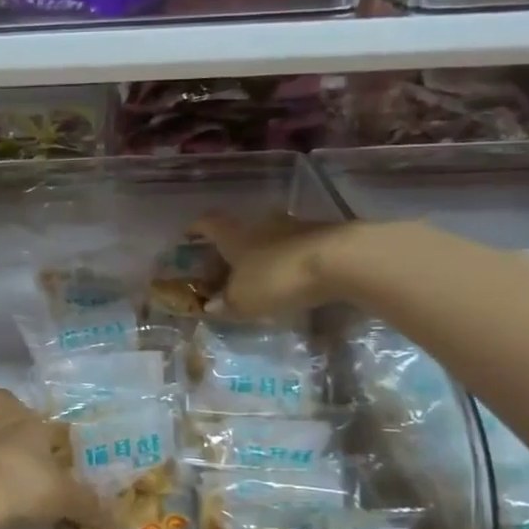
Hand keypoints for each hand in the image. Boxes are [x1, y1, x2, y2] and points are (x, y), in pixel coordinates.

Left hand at [0, 389, 108, 528]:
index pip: (43, 415)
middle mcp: (0, 426)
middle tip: (16, 439)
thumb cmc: (25, 486)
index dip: (51, 428)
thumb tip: (116, 517)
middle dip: (3, 412)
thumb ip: (89, 505)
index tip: (58, 444)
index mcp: (30, 426)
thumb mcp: (66, 499)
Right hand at [192, 211, 344, 319]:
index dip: (196, 229)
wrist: (340, 260)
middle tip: (227, 264)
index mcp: (235, 235)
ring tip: (262, 274)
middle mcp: (261, 224)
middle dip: (233, 245)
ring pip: (271, 237)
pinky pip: (297, 247)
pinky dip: (290, 260)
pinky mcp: (323, 236)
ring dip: (264, 252)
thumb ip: (226, 303)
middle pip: (242, 229)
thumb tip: (211, 305)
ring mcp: (295, 226)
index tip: (188, 235)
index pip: (208, 224)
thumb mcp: (244, 300)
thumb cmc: (277, 277)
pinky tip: (292, 278)